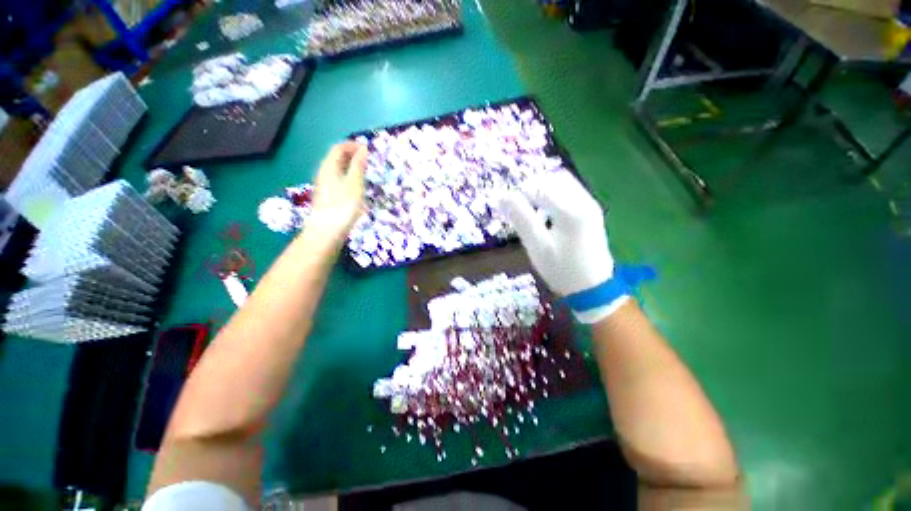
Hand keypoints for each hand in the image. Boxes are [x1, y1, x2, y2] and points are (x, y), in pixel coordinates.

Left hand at [307, 142, 367, 245]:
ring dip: (351, 166)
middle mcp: (324, 173)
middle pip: (336, 158)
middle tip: (368, 160)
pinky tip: (357, 186)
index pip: (339, 148)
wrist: (328, 229)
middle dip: (352, 155)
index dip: (352, 145)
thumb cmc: (343, 204)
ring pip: (338, 169)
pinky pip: (339, 179)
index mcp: (329, 166)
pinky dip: (349, 177)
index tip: (368, 149)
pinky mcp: (328, 196)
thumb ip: (358, 165)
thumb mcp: (354, 182)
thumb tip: (363, 149)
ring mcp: (325, 185)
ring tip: (365, 171)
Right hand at [500, 172, 623, 323]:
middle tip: (517, 204)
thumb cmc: (561, 269)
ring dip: (543, 188)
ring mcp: (590, 204)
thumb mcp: (537, 246)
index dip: (519, 192)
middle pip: (552, 178)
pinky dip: (553, 193)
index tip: (505, 204)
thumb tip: (502, 197)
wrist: (592, 288)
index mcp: (570, 211)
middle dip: (531, 186)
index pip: (539, 187)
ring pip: (562, 182)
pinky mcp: (591, 210)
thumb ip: (520, 218)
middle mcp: (584, 201)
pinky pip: (570, 190)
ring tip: (529, 206)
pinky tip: (546, 209)